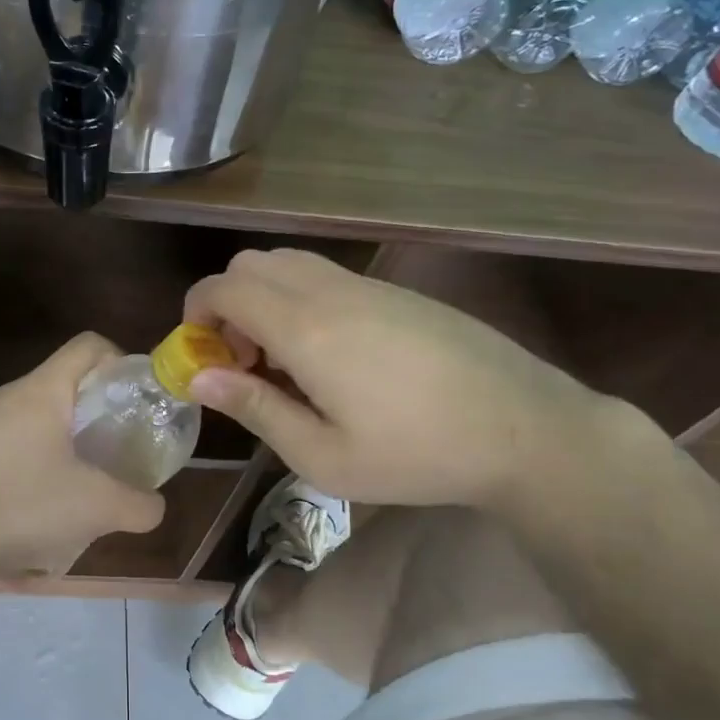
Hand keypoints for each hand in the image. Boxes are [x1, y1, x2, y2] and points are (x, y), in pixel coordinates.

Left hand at [0, 333, 166, 584]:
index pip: (88, 345)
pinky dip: (33, 463)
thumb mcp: (97, 509)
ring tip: (81, 481)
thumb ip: (140, 505)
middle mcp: (7, 398)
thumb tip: (154, 506)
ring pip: (34, 418)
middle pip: (63, 384)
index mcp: (41, 392)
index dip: (120, 360)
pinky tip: (37, 505)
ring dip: (64, 440)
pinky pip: (9, 446)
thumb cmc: (21, 507)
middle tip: (117, 446)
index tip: (136, 399)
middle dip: (96, 410)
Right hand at [184, 249, 606, 509]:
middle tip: (243, 361)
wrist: (524, 428)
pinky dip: (300, 299)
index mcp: (306, 328)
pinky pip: (325, 275)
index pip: (224, 288)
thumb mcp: (322, 455)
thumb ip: (255, 408)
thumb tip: (199, 377)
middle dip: (227, 304)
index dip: (196, 313)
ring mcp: (368, 286)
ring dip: (264, 299)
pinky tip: (330, 355)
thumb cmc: (416, 454)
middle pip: (250, 264)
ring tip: (283, 359)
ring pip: (288, 263)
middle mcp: (330, 291)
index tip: (201, 357)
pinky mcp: (396, 292)